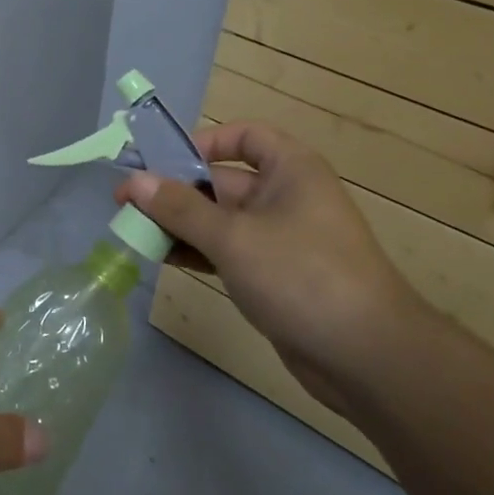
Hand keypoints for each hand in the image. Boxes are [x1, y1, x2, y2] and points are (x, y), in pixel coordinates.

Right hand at [118, 122, 424, 414]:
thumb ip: (180, 208)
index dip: (203, 142)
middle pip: (222, 181)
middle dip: (176, 191)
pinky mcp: (275, 276)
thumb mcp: (233, 237)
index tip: (161, 160)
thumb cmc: (301, 275)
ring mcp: (281, 239)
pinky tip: (162, 258)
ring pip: (220, 220)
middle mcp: (286, 196)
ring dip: (180, 224)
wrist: (368, 358)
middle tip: (126, 203)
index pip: (244, 136)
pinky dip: (197, 251)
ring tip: (133, 232)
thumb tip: (133, 182)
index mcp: (290, 169)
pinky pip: (228, 251)